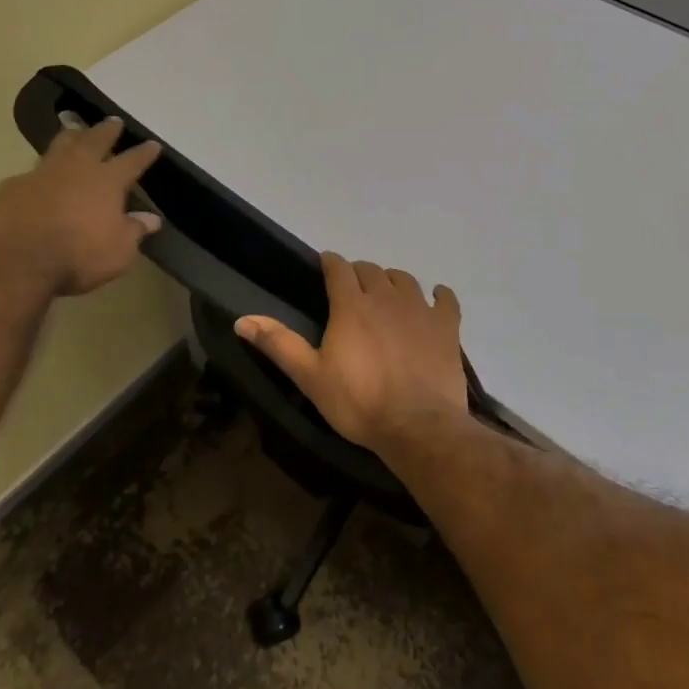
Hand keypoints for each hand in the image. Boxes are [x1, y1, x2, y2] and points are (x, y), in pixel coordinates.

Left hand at [0, 118, 162, 307]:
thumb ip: (134, 231)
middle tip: (113, 122)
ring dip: (71, 136)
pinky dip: (40, 172)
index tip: (153, 144)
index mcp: (107, 181)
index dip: (144, 152)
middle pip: (95, 140)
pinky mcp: (12, 186)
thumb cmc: (77, 257)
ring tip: (75, 128)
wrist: (16, 263)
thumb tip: (152, 219)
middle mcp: (77, 169)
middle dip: (107, 130)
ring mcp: (42, 174)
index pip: (132, 161)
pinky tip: (38, 177)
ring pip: (60, 145)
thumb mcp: (118, 252)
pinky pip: (31, 172)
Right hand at [236, 252, 468, 453]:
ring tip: (386, 294)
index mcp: (351, 305)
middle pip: (371, 270)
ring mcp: (419, 309)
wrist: (418, 425)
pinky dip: (439, 295)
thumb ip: (278, 344)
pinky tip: (436, 298)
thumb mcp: (310, 377)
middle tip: (352, 289)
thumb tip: (242, 319)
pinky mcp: (446, 326)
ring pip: (404, 279)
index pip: (339, 268)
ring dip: (392, 281)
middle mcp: (386, 296)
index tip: (325, 266)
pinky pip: (445, 299)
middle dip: (359, 273)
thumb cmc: (359, 402)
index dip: (330, 263)